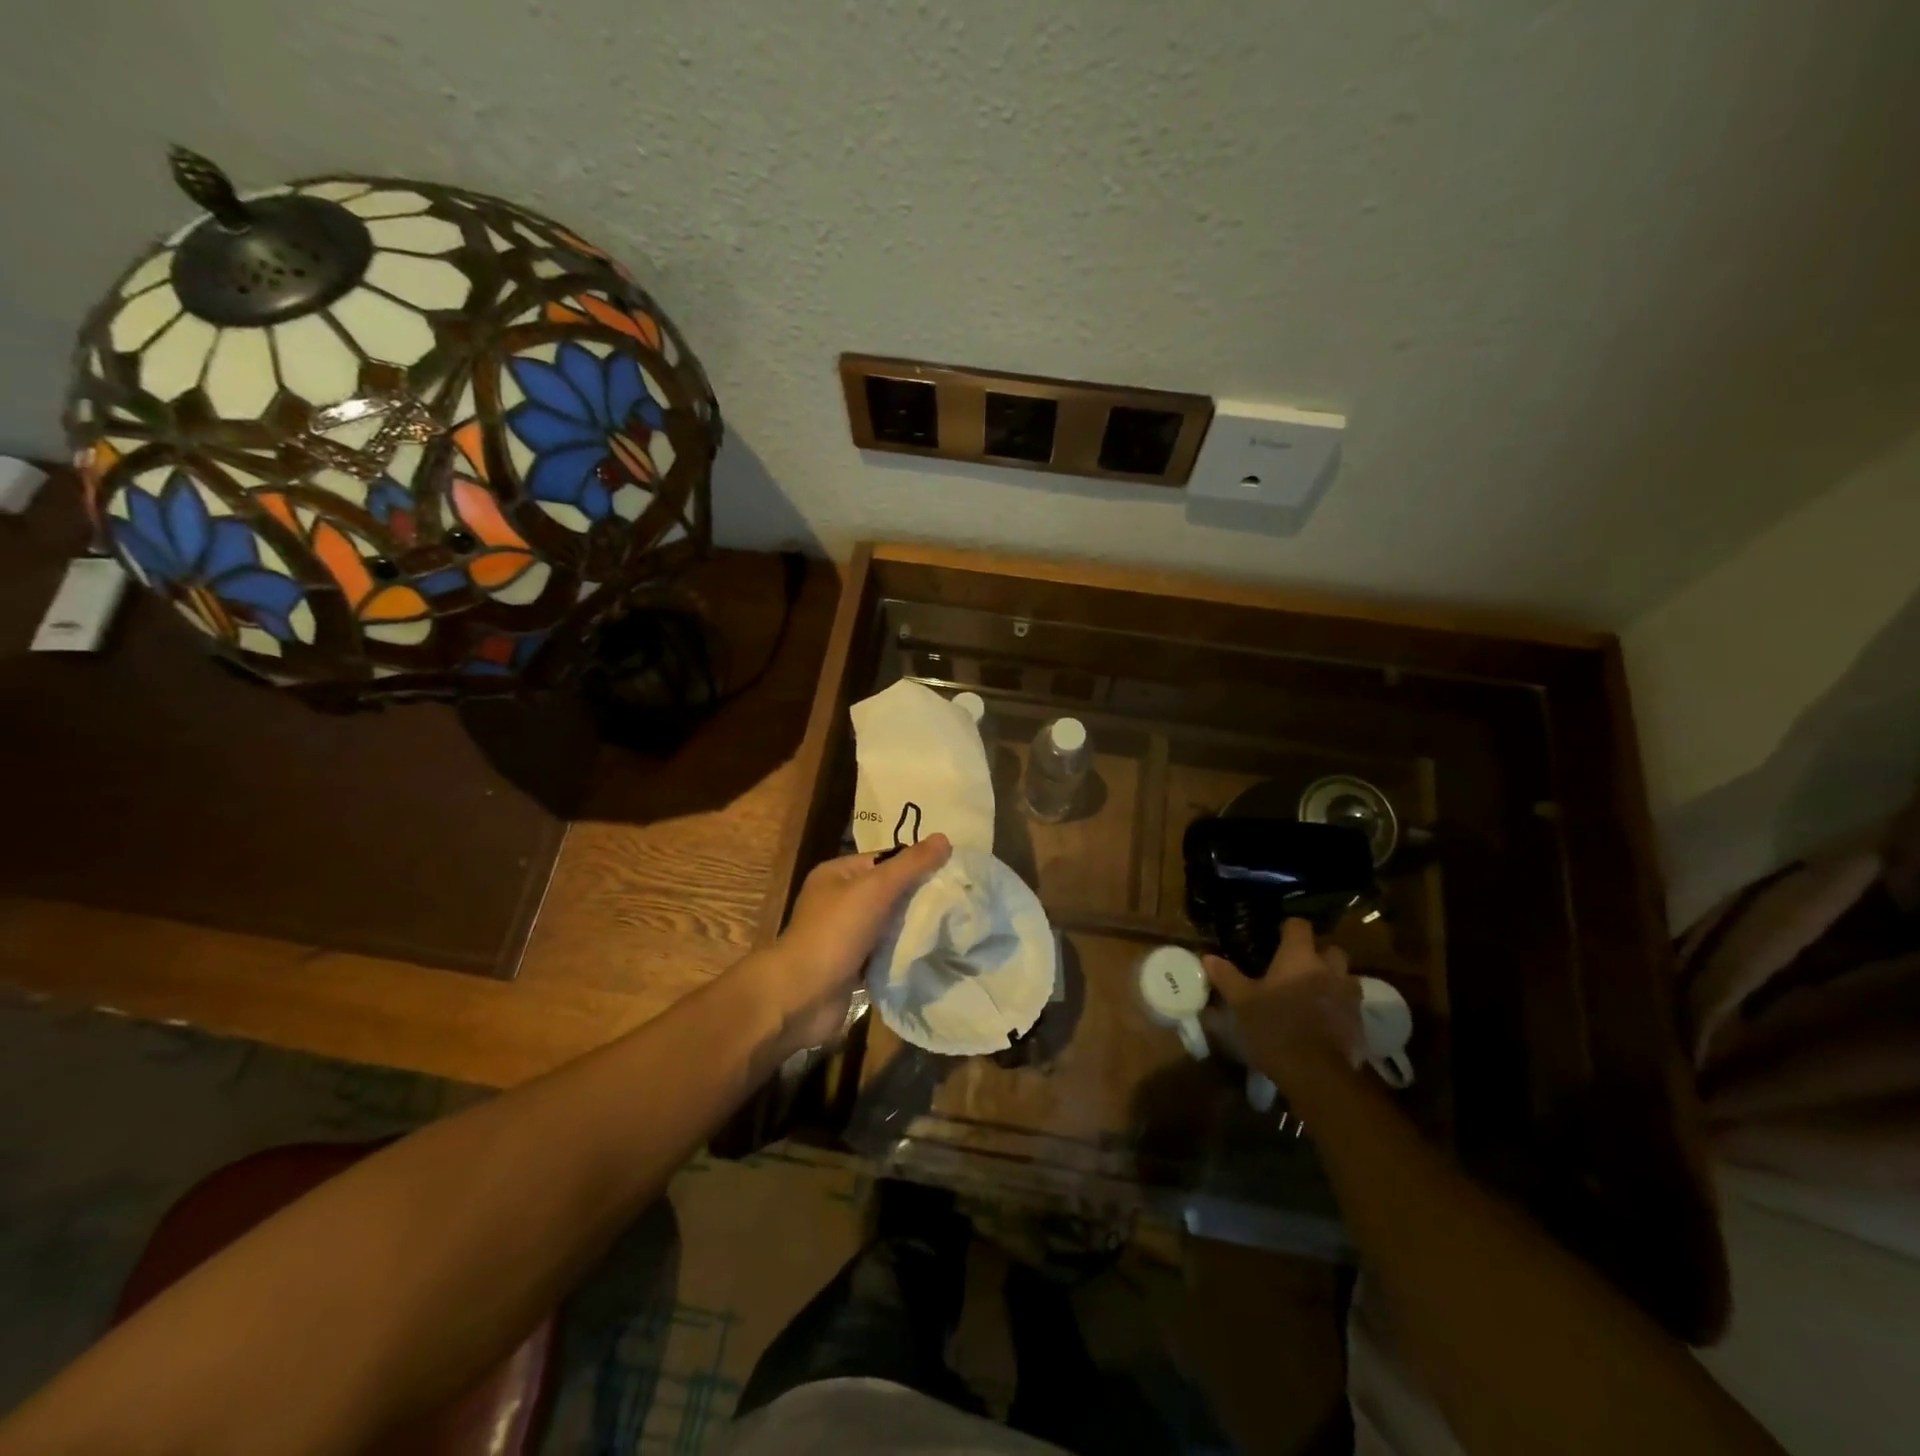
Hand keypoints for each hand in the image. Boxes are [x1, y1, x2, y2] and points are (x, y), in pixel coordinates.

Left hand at [751, 834, 951, 1053]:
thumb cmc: (835, 933)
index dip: (915, 863)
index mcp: (836, 874)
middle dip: (918, 896)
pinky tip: (931, 952)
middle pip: (888, 891)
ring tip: (952, 925)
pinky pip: (884, 952)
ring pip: (888, 923)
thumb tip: (944, 838)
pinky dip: (903, 952)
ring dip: (913, 926)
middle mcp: (838, 901)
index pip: (884, 860)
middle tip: (957, 900)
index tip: (951, 872)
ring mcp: (844, 935)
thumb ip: (910, 865)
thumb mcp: (875, 889)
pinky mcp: (852, 966)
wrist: (801, 997)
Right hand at [1204, 918, 1361, 1088]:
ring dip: (1333, 981)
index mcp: (1299, 958)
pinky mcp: (1358, 1023)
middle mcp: (1329, 970)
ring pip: (1345, 977)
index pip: (1299, 926)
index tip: (1276, 936)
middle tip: (1298, 968)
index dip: (1289, 928)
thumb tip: (1207, 957)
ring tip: (1314, 994)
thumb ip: (1226, 976)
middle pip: (1331, 949)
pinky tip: (1323, 1021)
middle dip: (1318, 954)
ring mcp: (1348, 996)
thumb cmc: (1274, 1028)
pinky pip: (1350, 1005)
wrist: (1316, 1074)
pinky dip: (1339, 1007)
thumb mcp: (1241, 1002)